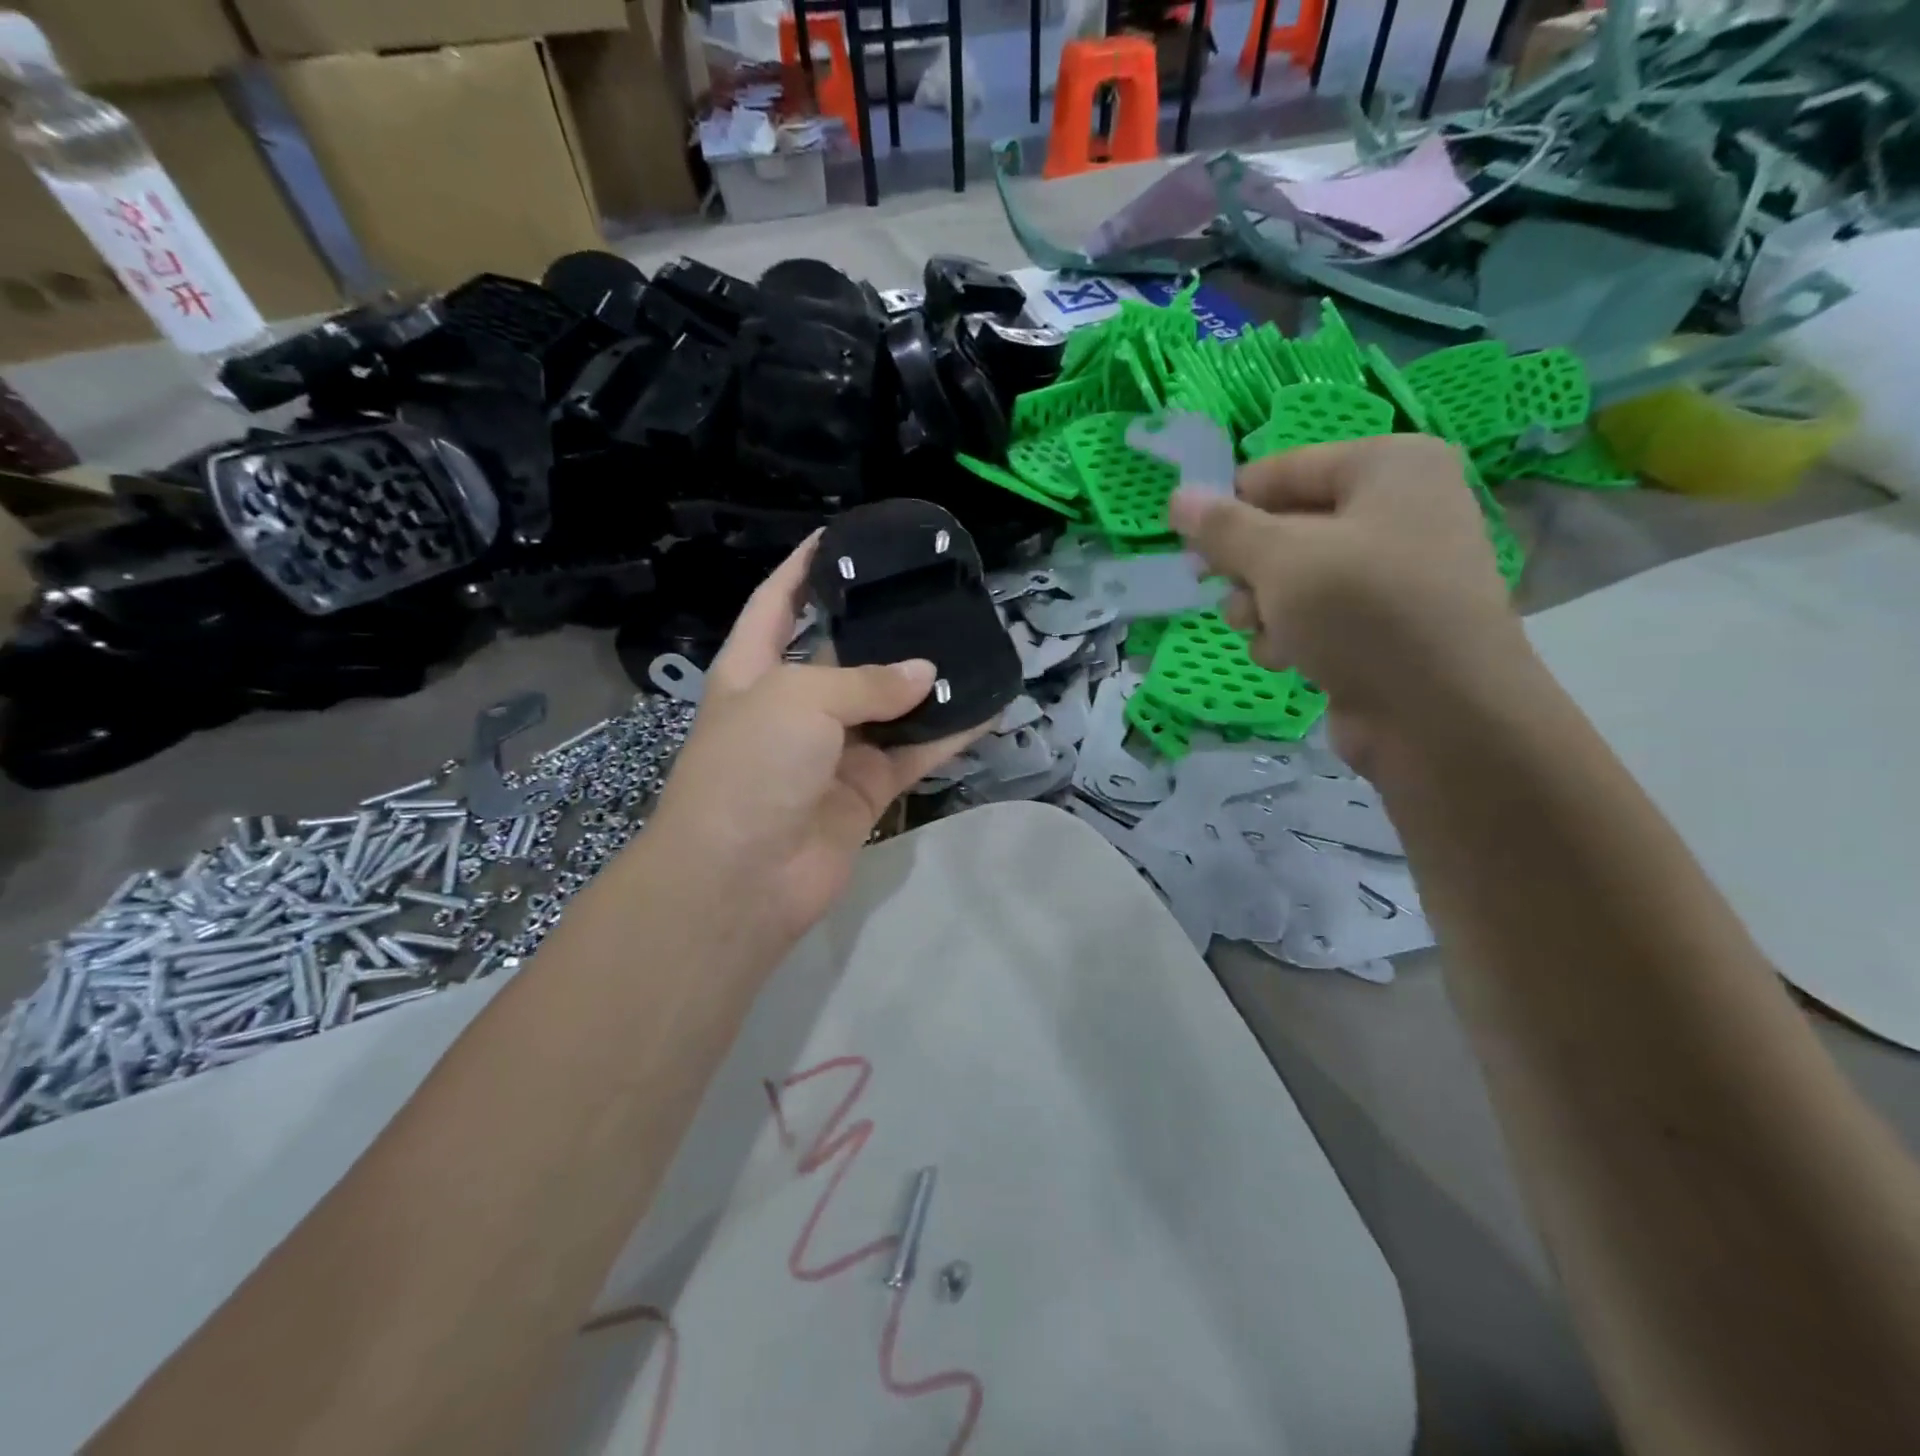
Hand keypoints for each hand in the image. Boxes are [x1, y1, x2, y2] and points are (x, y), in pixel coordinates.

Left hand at [640, 533, 986, 948]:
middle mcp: (793, 706)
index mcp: (753, 669)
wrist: (742, 877)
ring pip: (889, 707)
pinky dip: (947, 735)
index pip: (777, 603)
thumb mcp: (800, 699)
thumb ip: (867, 681)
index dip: (804, 568)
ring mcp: (831, 751)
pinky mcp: (865, 790)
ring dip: (926, 684)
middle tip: (932, 593)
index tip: (842, 536)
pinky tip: (986, 707)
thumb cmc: (751, 765)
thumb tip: (925, 675)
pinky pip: (913, 753)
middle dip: (882, 626)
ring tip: (972, 643)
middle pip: (843, 653)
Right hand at [1166, 435, 1529, 770]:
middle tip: (1222, 591)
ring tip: (1258, 629)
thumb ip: (1223, 528)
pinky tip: (1287, 658)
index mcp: (1388, 466)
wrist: (1441, 716)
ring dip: (1260, 606)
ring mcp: (1392, 571)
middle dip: (1246, 567)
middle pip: (1284, 526)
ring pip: (1292, 576)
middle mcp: (1397, 508)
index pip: (1280, 471)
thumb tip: (1178, 498)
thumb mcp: (1280, 560)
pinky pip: (1315, 614)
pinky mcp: (1382, 625)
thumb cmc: (1363, 613)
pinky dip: (1290, 634)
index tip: (1190, 548)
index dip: (1230, 508)